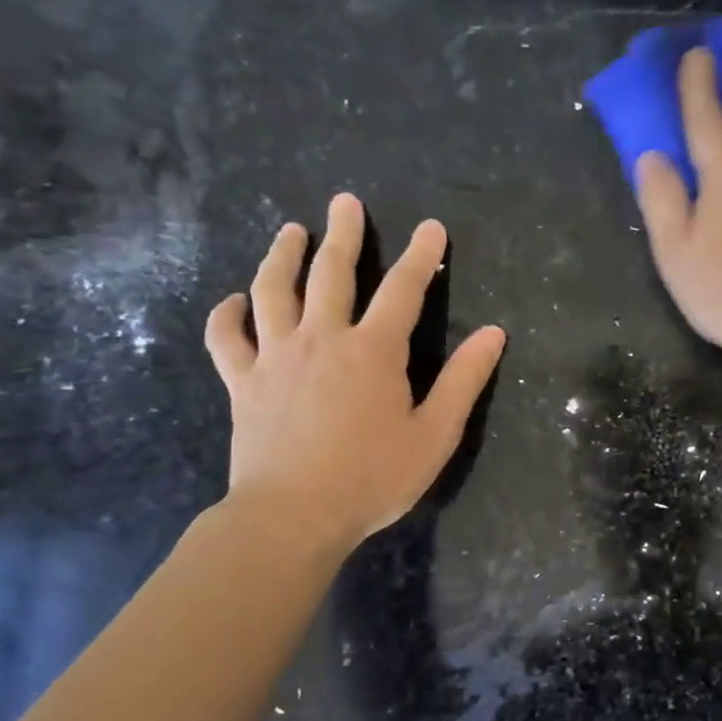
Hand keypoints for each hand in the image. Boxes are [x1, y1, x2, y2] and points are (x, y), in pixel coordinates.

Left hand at [204, 195, 505, 560]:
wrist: (291, 517)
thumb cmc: (372, 477)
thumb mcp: (435, 433)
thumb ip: (464, 380)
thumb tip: (494, 334)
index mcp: (374, 351)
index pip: (404, 290)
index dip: (422, 256)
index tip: (432, 227)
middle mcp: (322, 339)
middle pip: (332, 273)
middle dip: (344, 234)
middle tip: (344, 202)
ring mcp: (275, 357)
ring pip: (273, 291)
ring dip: (283, 256)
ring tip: (291, 231)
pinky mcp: (242, 382)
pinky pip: (227, 338)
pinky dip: (228, 315)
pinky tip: (234, 302)